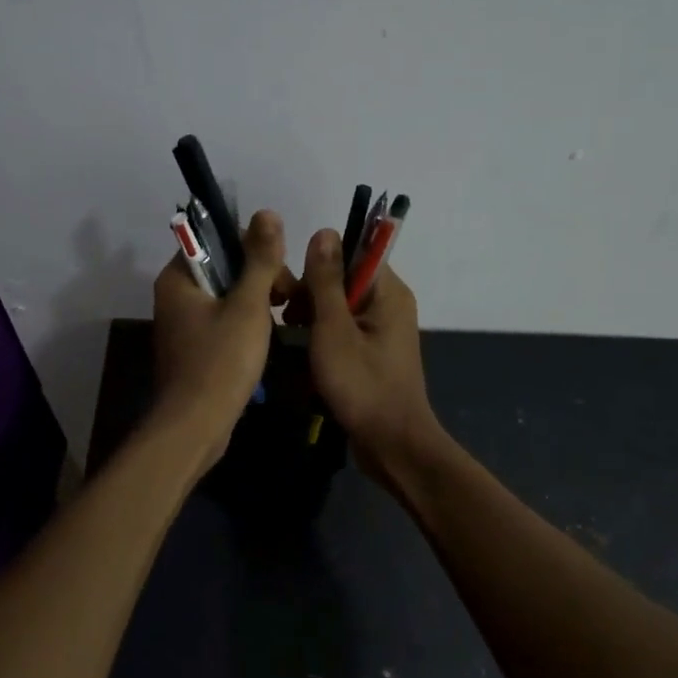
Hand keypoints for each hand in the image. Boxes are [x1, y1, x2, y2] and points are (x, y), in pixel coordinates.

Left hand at [151, 210, 291, 475]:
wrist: (196, 427)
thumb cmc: (221, 361)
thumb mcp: (248, 305)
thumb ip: (260, 259)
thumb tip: (267, 213)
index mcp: (178, 278)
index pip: (215, 240)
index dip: (251, 247)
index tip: (278, 269)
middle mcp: (175, 296)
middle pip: (224, 267)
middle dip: (260, 277)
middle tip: (287, 299)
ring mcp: (183, 324)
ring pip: (227, 295)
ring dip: (257, 301)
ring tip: (283, 319)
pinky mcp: (194, 348)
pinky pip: (223, 320)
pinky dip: (246, 323)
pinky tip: (267, 338)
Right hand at [299, 229, 441, 483]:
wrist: (392, 445)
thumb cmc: (362, 385)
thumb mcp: (334, 329)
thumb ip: (326, 281)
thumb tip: (324, 231)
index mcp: (388, 292)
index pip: (353, 254)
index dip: (319, 264)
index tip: (291, 286)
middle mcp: (390, 305)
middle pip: (345, 280)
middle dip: (311, 294)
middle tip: (286, 317)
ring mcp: (383, 331)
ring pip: (340, 307)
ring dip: (313, 318)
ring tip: (290, 336)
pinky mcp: (374, 354)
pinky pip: (344, 331)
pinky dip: (323, 338)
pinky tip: (303, 355)